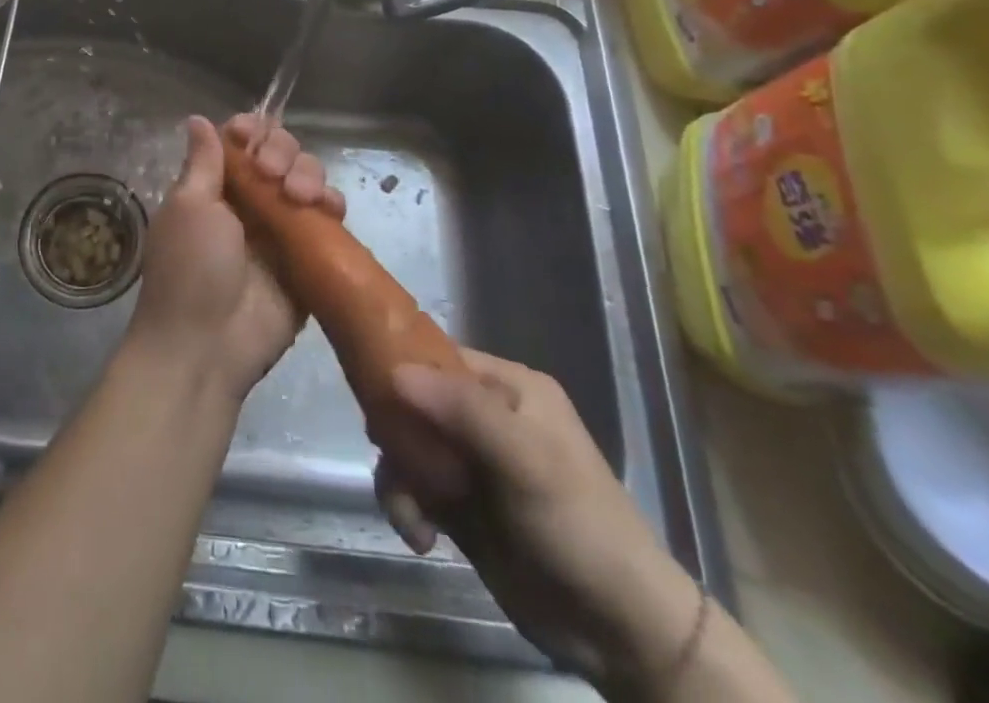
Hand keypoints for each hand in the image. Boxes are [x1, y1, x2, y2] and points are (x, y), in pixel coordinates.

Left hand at [126, 114, 342, 401]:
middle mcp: (249, 201)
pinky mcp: (308, 257)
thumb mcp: (189, 207)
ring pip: (307, 181)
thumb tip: (198, 119)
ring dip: (308, 175)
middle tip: (272, 175)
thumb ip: (203, 162)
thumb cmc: (189, 268)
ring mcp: (281, 229)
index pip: (242, 141)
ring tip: (299, 196)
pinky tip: (328, 209)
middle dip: (283, 152)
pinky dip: (332, 206)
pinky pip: (328, 220)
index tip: (251, 137)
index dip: (252, 131)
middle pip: (280, 154)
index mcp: (215, 186)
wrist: (206, 346)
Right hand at [373, 353, 703, 684]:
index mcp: (509, 387)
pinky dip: (408, 508)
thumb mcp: (525, 461)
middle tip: (387, 457)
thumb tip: (394, 371)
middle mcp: (487, 416)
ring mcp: (473, 463)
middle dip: (395, 433)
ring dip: (399, 479)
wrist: (621, 633)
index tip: (368, 389)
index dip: (400, 364)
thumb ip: (462, 411)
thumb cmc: (579, 526)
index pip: (439, 356)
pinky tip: (420, 538)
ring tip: (409, 516)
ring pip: (409, 447)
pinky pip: (414, 488)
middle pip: (415, 402)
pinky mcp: (462, 507)